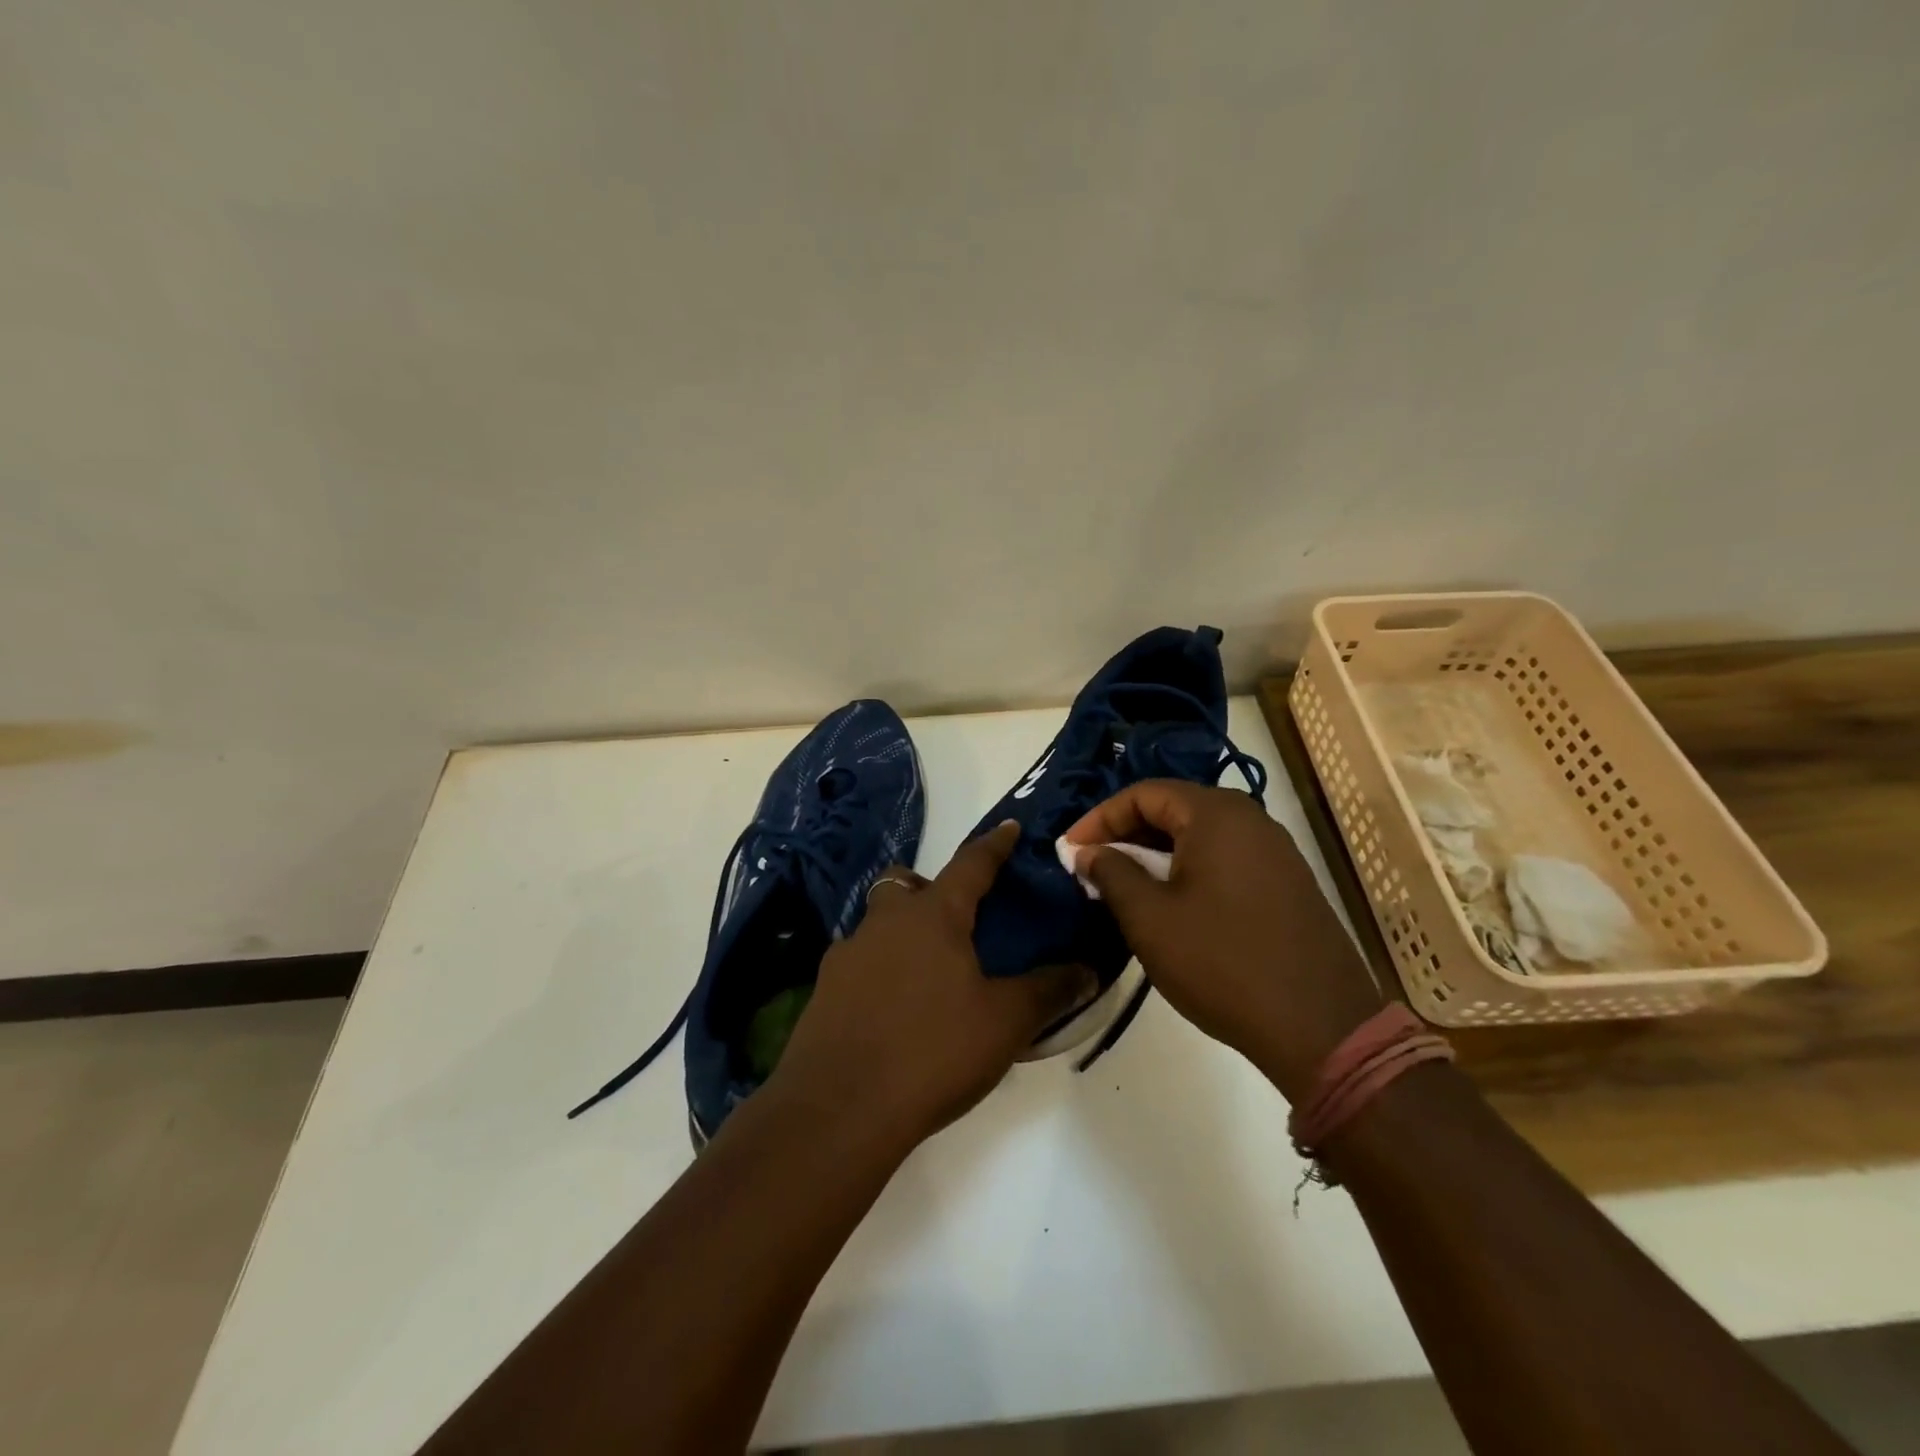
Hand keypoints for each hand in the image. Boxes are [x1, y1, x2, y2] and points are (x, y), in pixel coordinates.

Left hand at [769, 821, 1094, 1152]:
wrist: (839, 1109)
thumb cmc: (932, 1051)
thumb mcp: (1005, 1023)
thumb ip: (1048, 991)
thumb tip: (1087, 970)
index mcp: (933, 916)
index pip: (970, 864)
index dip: (994, 845)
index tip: (1009, 827)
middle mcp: (885, 922)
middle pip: (905, 884)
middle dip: (929, 888)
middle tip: (955, 921)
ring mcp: (847, 955)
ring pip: (877, 923)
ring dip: (901, 932)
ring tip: (929, 974)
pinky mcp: (824, 991)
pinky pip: (858, 963)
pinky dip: (879, 971)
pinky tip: (894, 1010)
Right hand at [1063, 780, 1382, 1101]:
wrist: (1321, 1027)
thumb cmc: (1221, 963)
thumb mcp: (1149, 918)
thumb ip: (1111, 873)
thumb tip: (1086, 852)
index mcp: (1216, 814)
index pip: (1144, 794)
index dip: (1099, 818)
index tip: (1070, 850)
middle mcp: (1250, 819)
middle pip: (1174, 809)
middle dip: (1126, 834)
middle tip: (1093, 867)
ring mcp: (1275, 851)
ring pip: (1200, 835)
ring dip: (1156, 854)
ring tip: (1125, 887)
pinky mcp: (1288, 883)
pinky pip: (1225, 858)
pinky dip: (1189, 870)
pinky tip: (1172, 904)